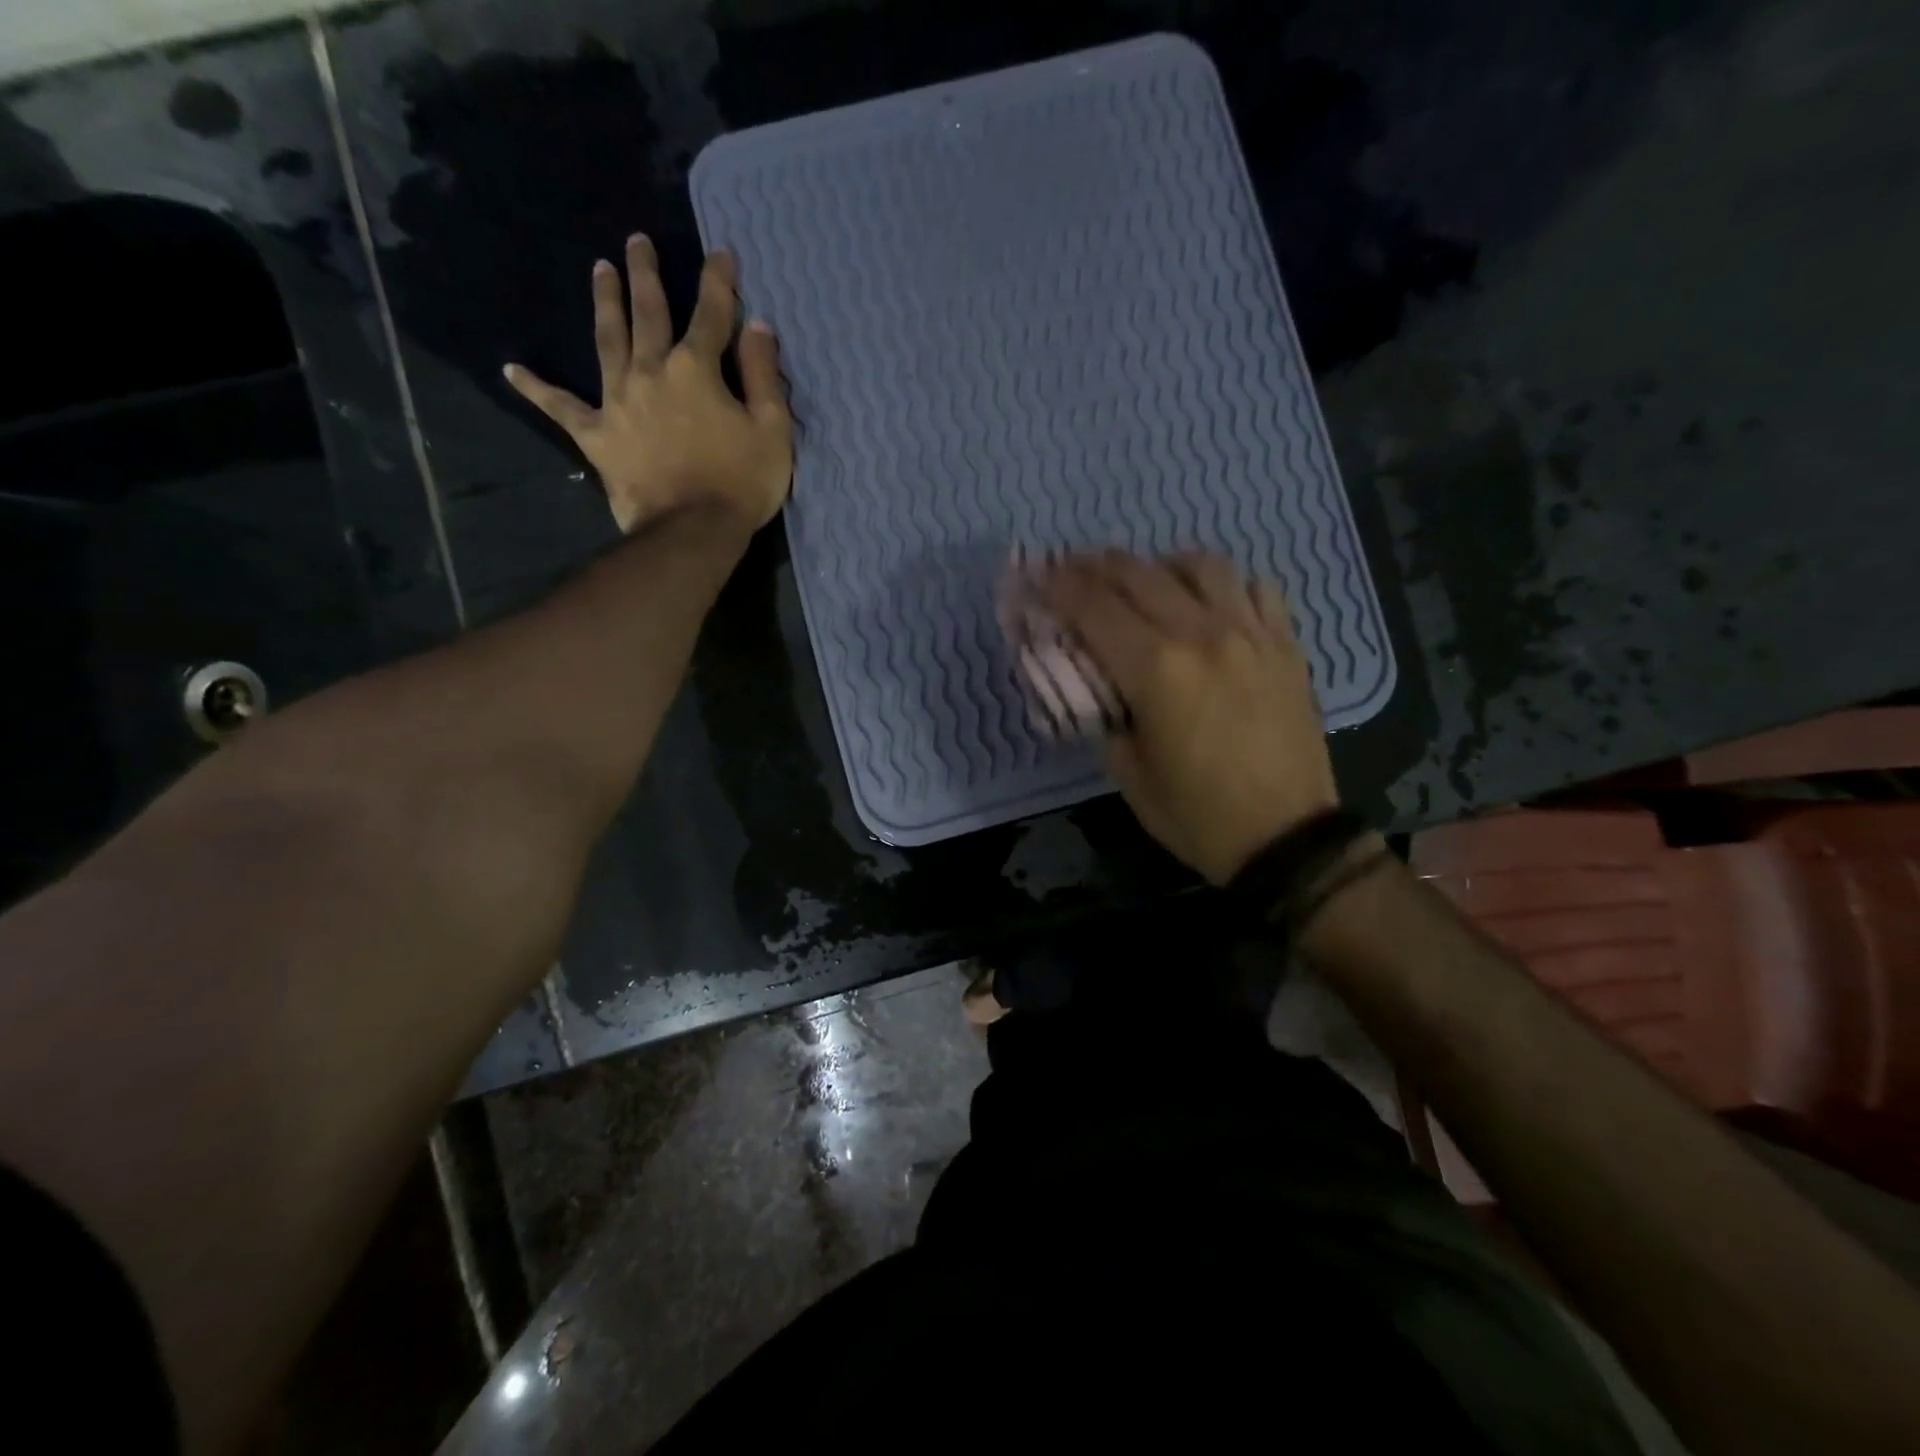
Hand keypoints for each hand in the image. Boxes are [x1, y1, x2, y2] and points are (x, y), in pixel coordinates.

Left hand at [504, 238, 792, 533]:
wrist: (691, 531)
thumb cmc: (740, 483)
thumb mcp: (772, 430)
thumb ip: (764, 375)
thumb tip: (757, 325)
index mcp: (696, 368)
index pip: (711, 313)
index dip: (718, 281)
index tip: (721, 253)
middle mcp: (651, 371)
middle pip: (648, 313)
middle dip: (646, 275)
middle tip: (637, 241)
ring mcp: (618, 401)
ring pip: (608, 340)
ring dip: (605, 303)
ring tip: (600, 270)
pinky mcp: (597, 435)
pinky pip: (562, 408)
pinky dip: (538, 389)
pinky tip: (512, 371)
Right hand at [1037, 551, 1338, 885]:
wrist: (1287, 837)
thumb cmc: (1197, 815)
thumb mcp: (1127, 773)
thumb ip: (1104, 714)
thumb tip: (1097, 681)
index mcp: (1156, 670)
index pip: (1093, 608)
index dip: (1057, 586)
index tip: (1035, 576)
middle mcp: (1203, 634)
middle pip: (1138, 574)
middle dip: (1094, 566)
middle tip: (1071, 568)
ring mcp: (1251, 633)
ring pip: (1200, 566)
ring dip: (1159, 565)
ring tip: (1143, 580)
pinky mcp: (1285, 644)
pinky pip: (1254, 588)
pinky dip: (1222, 585)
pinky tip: (1209, 602)